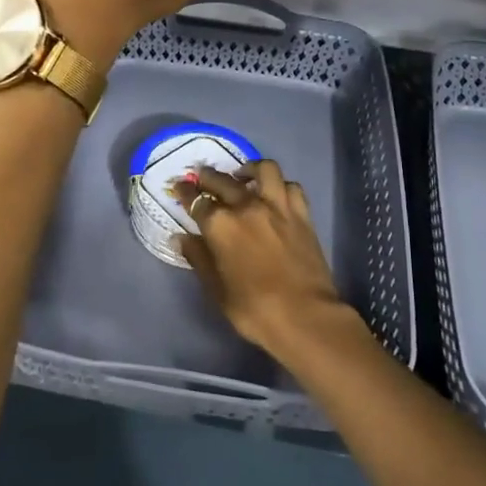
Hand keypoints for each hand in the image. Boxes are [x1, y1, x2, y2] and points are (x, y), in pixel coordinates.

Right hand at [171, 160, 354, 358]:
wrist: (305, 316)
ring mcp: (278, 207)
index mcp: (220, 225)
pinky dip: (280, 185)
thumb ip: (198, 257)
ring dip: (250, 168)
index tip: (180, 187)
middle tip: (202, 176)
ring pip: (264, 169)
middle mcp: (247, 206)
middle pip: (223, 180)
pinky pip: (291, 187)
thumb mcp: (216, 289)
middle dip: (209, 176)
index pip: (196, 200)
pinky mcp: (302, 214)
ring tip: (243, 175)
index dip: (185, 192)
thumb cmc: (253, 308)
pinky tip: (274, 193)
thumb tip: (181, 238)